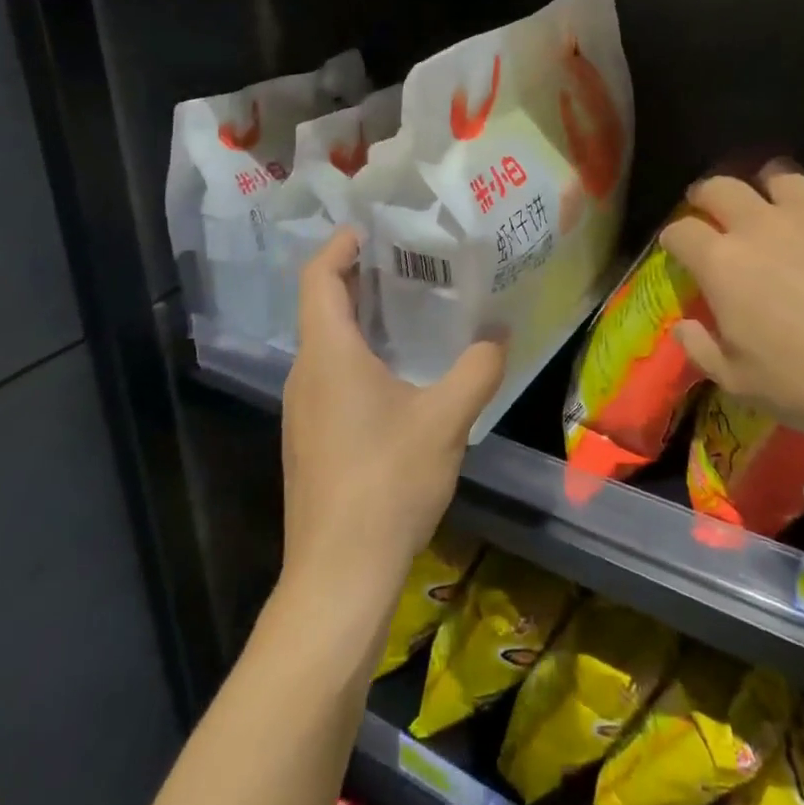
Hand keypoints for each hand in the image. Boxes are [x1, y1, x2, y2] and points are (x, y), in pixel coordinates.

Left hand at [280, 229, 505, 610]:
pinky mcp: (311, 439)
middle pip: (321, 306)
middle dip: (359, 277)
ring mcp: (303, 410)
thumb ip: (477, 369)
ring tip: (410, 308)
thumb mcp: (446, 420)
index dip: (338, 246)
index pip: (318, 278)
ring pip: (326, 344)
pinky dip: (358, 354)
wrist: (338, 576)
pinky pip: (330, 375)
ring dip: (360, 318)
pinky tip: (398, 372)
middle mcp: (306, 374)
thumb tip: (500, 335)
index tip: (371, 228)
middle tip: (407, 260)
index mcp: (329, 355)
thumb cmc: (387, 483)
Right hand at [660, 168, 803, 505]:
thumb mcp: (743, 385)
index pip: (681, 231)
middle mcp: (762, 223)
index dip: (675, 237)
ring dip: (770, 190)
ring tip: (780, 208)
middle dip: (708, 194)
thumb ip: (703, 351)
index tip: (678, 247)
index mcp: (723, 263)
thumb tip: (683, 326)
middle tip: (714, 208)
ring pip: (781, 176)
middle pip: (721, 187)